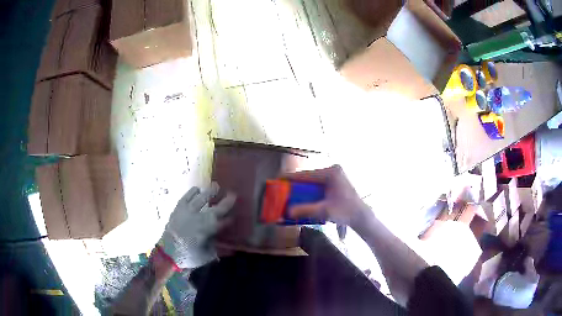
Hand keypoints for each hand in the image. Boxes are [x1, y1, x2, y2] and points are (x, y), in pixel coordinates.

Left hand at [160, 182, 235, 268]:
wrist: (167, 252)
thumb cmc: (188, 256)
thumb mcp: (205, 256)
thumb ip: (215, 247)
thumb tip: (224, 244)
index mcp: (208, 231)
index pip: (223, 222)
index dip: (230, 218)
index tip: (235, 216)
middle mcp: (200, 219)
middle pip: (216, 209)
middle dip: (225, 203)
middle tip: (232, 195)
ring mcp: (188, 212)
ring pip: (202, 199)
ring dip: (210, 193)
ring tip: (215, 186)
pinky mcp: (179, 208)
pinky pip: (187, 197)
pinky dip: (192, 192)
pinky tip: (197, 189)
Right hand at [284, 165, 370, 227]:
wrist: (361, 216)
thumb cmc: (346, 212)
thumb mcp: (325, 211)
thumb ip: (306, 210)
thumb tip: (287, 212)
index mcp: (331, 172)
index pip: (306, 174)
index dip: (290, 177)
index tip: (277, 180)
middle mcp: (333, 170)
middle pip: (308, 177)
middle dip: (294, 183)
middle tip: (281, 189)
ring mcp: (334, 175)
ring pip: (312, 180)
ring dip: (301, 187)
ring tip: (287, 193)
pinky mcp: (335, 181)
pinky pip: (317, 184)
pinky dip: (308, 190)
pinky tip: (301, 196)